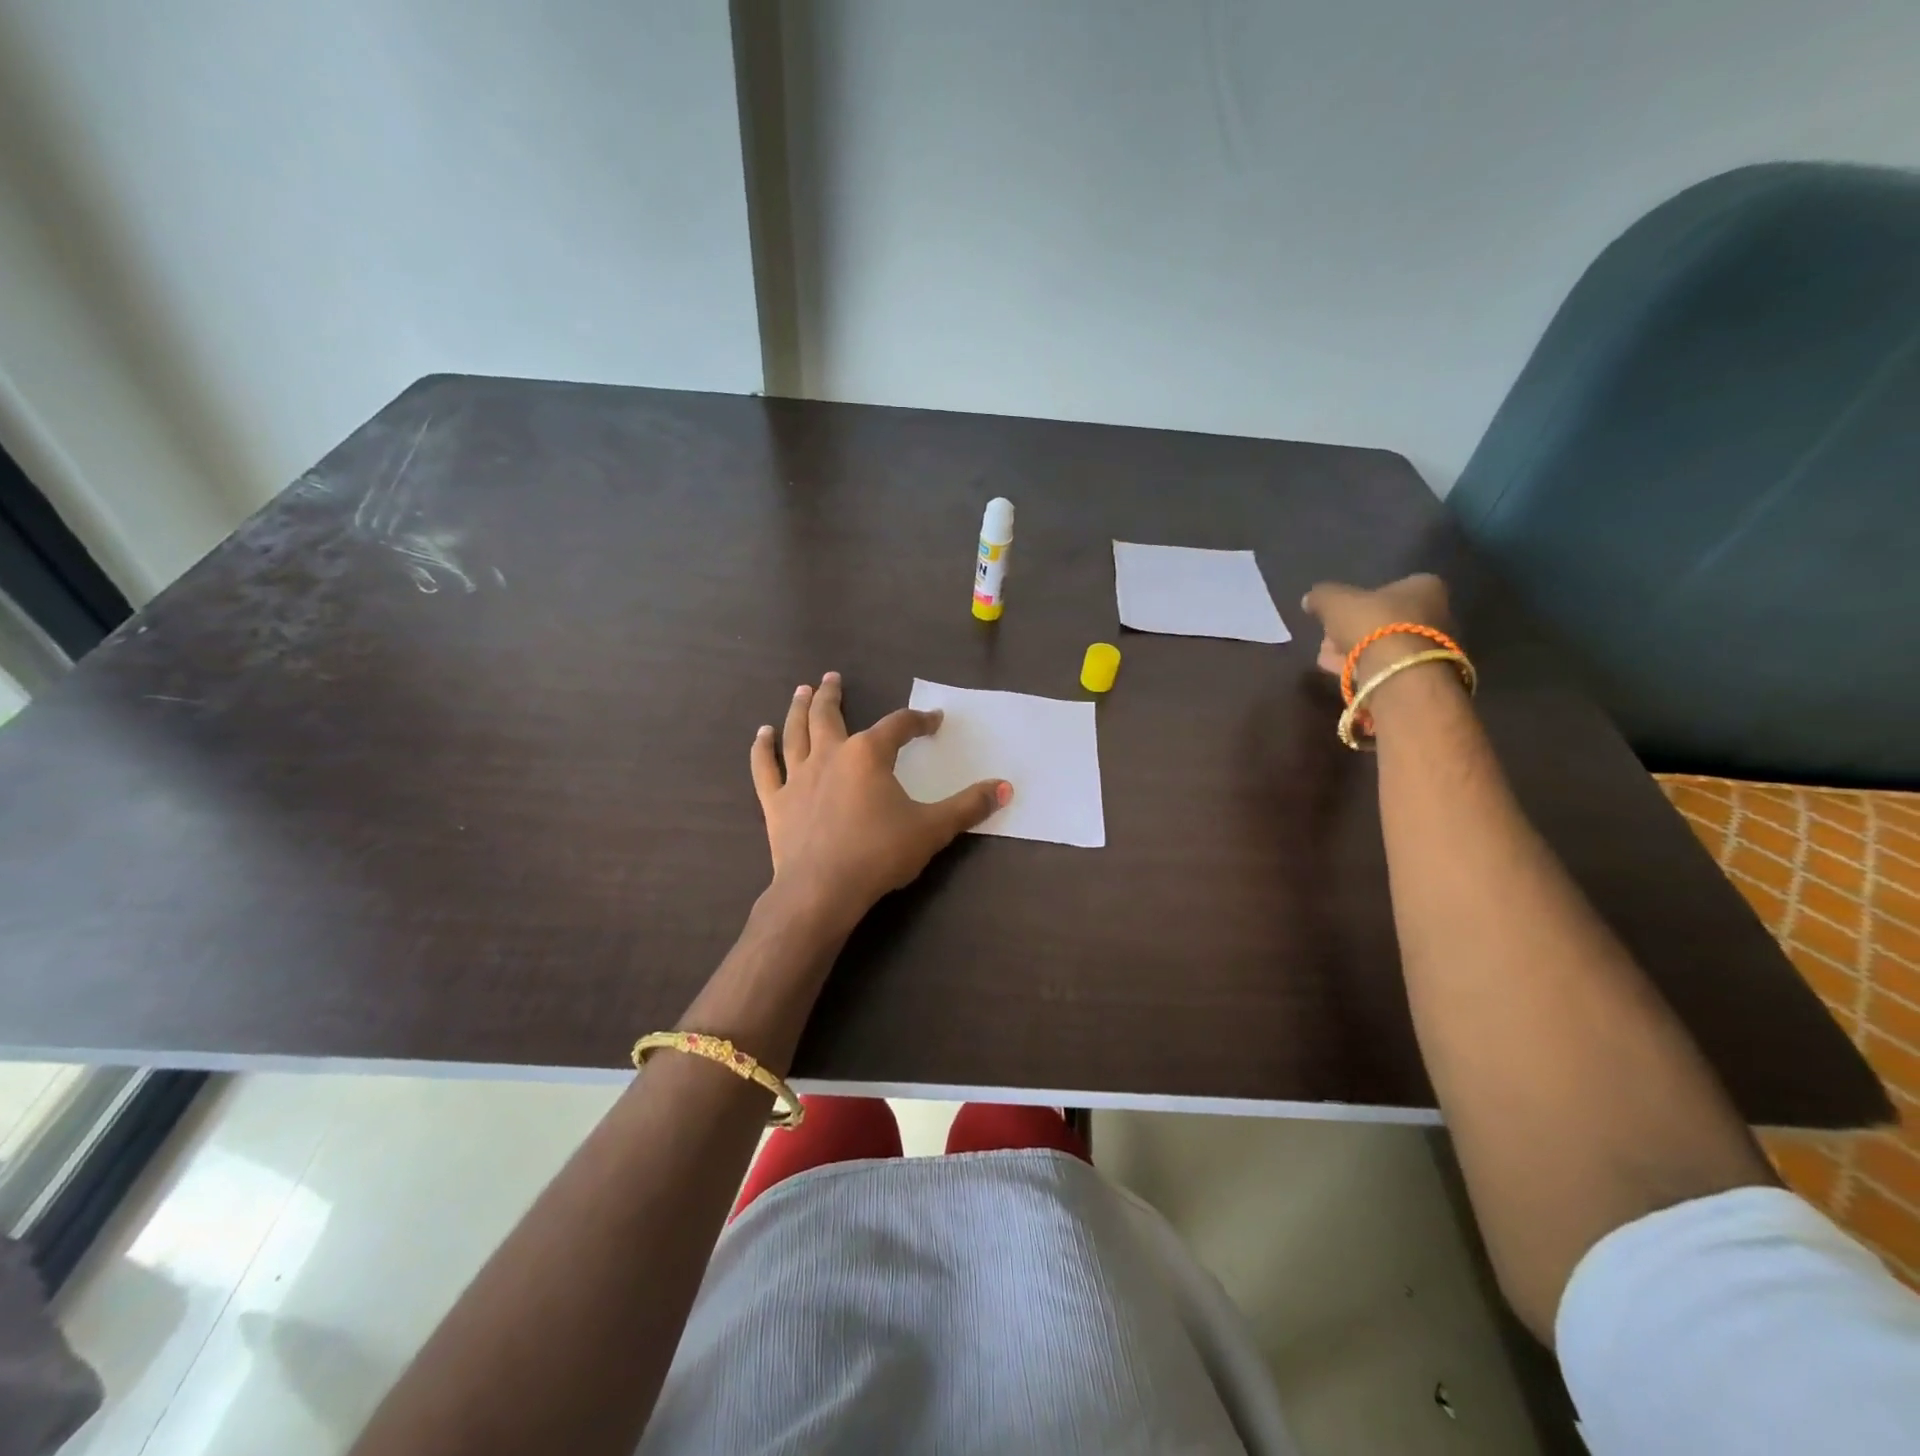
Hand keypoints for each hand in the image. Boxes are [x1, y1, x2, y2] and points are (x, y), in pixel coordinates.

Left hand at [750, 673, 1010, 930]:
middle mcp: (831, 755)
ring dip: (799, 709)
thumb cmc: (879, 854)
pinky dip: (762, 749)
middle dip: (832, 694)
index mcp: (869, 755)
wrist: (822, 890)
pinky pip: (765, 768)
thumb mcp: (933, 829)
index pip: (899, 726)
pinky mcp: (776, 802)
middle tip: (831, 677)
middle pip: (830, 715)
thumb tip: (1006, 787)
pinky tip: (761, 734)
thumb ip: (969, 806)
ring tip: (802, 691)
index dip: (918, 721)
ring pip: (795, 732)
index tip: (932, 721)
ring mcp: (798, 776)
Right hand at [1300, 574, 1454, 680]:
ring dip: (1354, 653)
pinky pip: (1387, 667)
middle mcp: (1437, 612)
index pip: (1386, 589)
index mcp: (1423, 586)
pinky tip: (1342, 676)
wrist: (1399, 673)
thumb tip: (1310, 599)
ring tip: (1329, 661)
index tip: (1335, 617)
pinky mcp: (1422, 675)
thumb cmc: (1372, 624)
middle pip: (1382, 620)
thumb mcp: (1334, 601)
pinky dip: (1364, 670)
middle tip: (1328, 642)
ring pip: (1383, 646)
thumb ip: (1322, 596)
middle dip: (1351, 632)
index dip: (1355, 604)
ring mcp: (1432, 647)